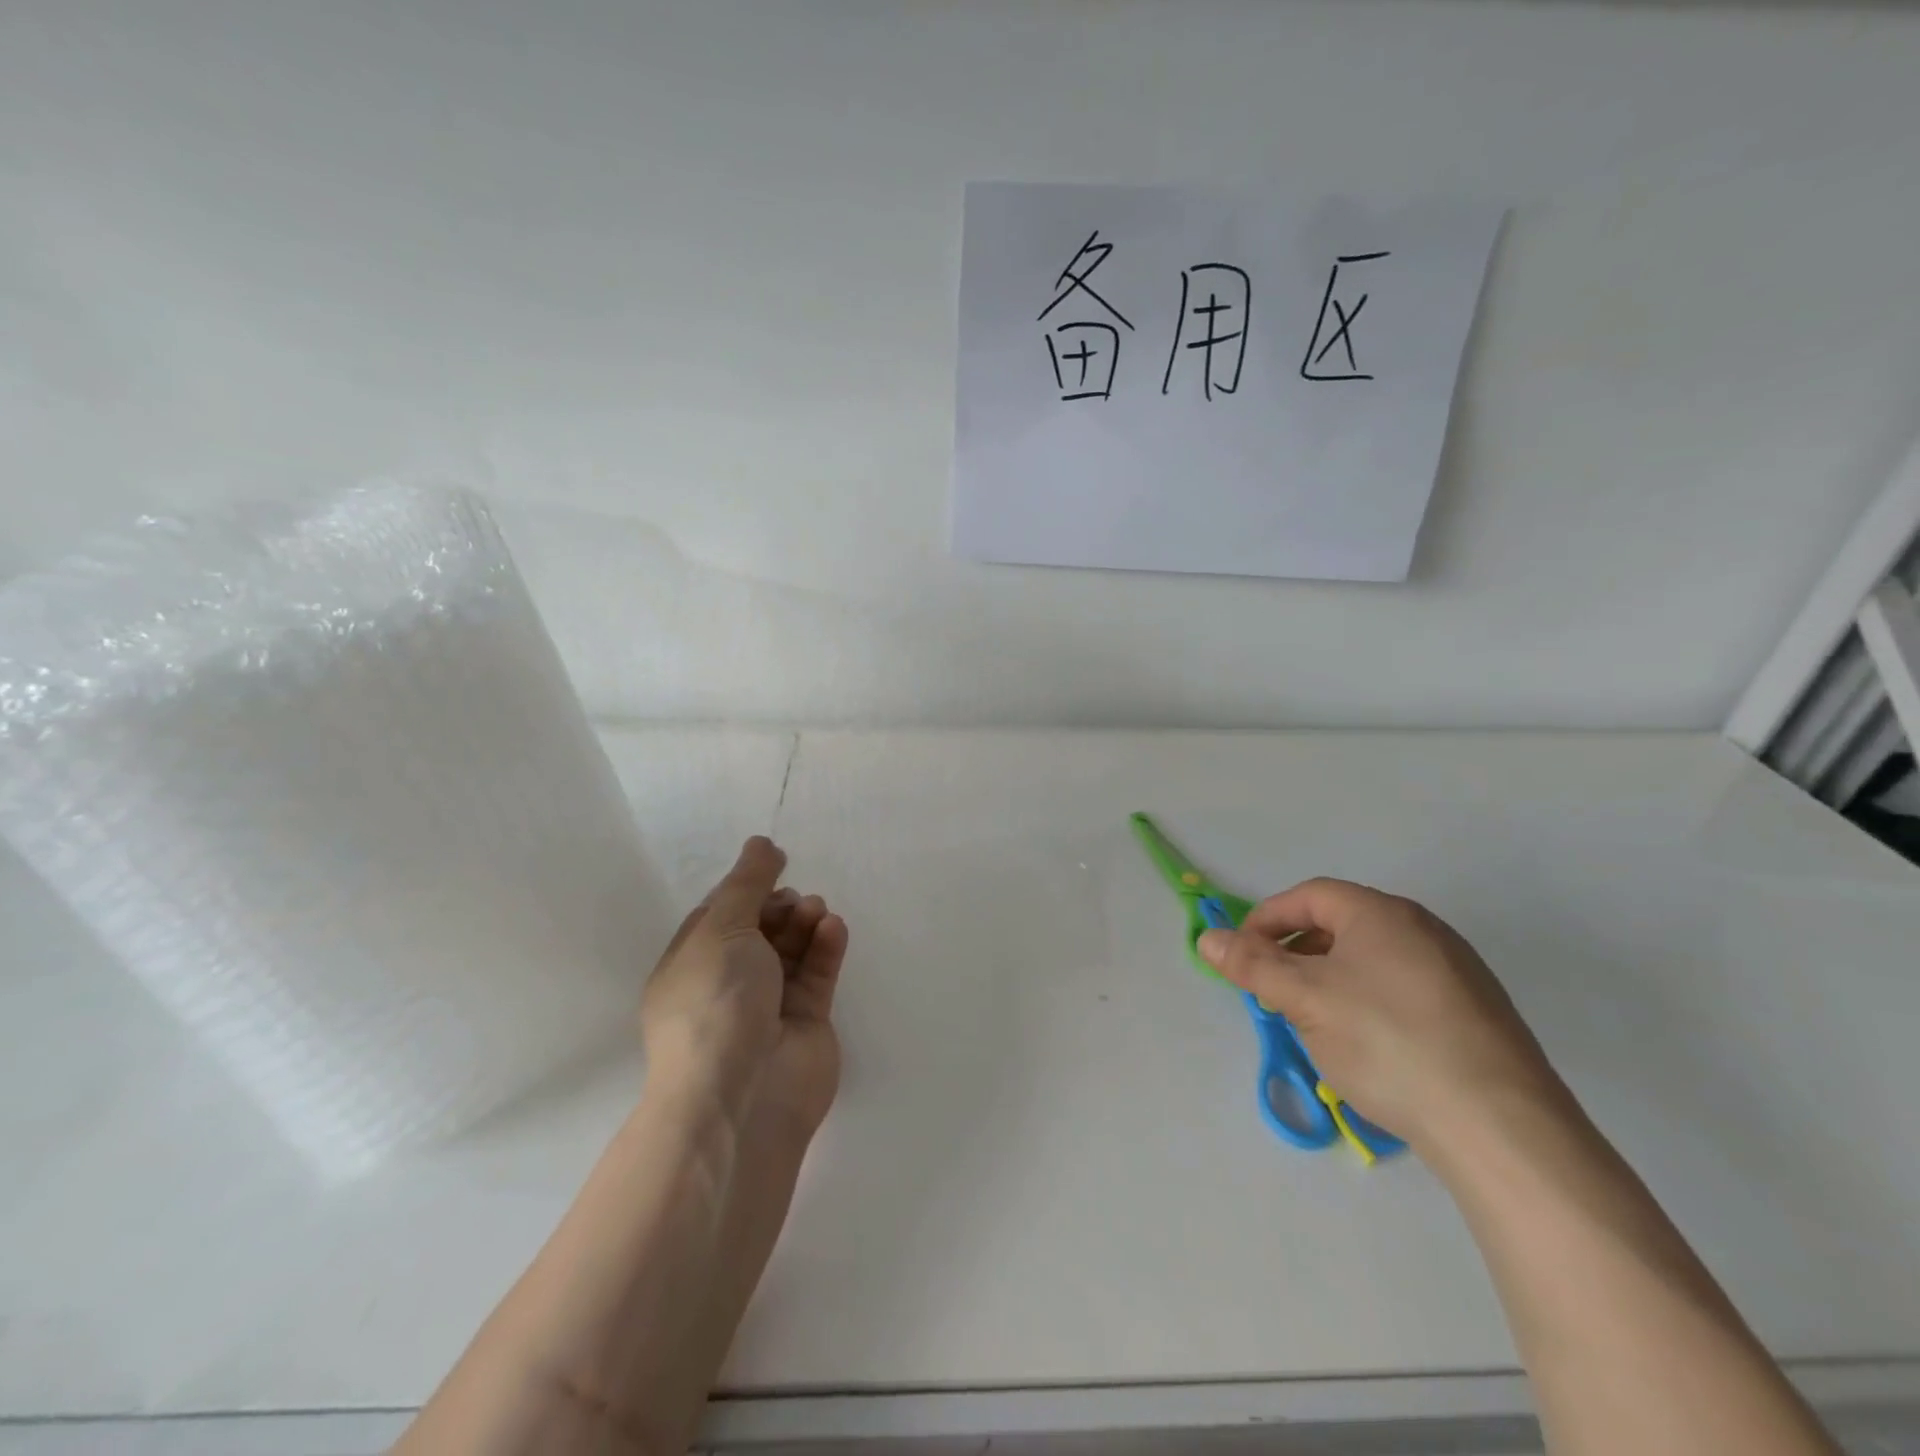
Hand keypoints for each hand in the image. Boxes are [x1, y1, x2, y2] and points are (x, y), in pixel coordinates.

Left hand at [640, 837, 847, 1135]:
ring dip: (805, 923)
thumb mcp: (721, 929)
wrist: (742, 1094)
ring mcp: (769, 1004)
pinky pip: (818, 972)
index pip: (721, 915)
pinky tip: (833, 928)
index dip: (747, 888)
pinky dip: (826, 947)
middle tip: (796, 902)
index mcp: (692, 964)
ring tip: (816, 913)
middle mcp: (728, 983)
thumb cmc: (716, 1002)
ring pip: (792, 949)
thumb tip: (762, 843)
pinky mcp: (807, 1020)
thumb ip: (746, 883)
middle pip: (760, 929)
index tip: (776, 864)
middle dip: (780, 907)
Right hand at [1198, 878, 1564, 1156]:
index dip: (1267, 918)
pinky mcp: (1476, 1013)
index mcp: (1383, 913)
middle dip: (1295, 950)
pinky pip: (1403, 988)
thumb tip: (1206, 938)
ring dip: (1329, 977)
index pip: (1310, 896)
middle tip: (1271, 988)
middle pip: (1341, 924)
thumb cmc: (1387, 1041)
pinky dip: (1367, 1000)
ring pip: (1371, 959)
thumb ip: (1251, 964)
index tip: (1241, 953)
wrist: (1501, 1126)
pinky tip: (1365, 1043)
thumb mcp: (1304, 999)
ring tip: (1312, 1018)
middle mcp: (1424, 929)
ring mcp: (1457, 971)